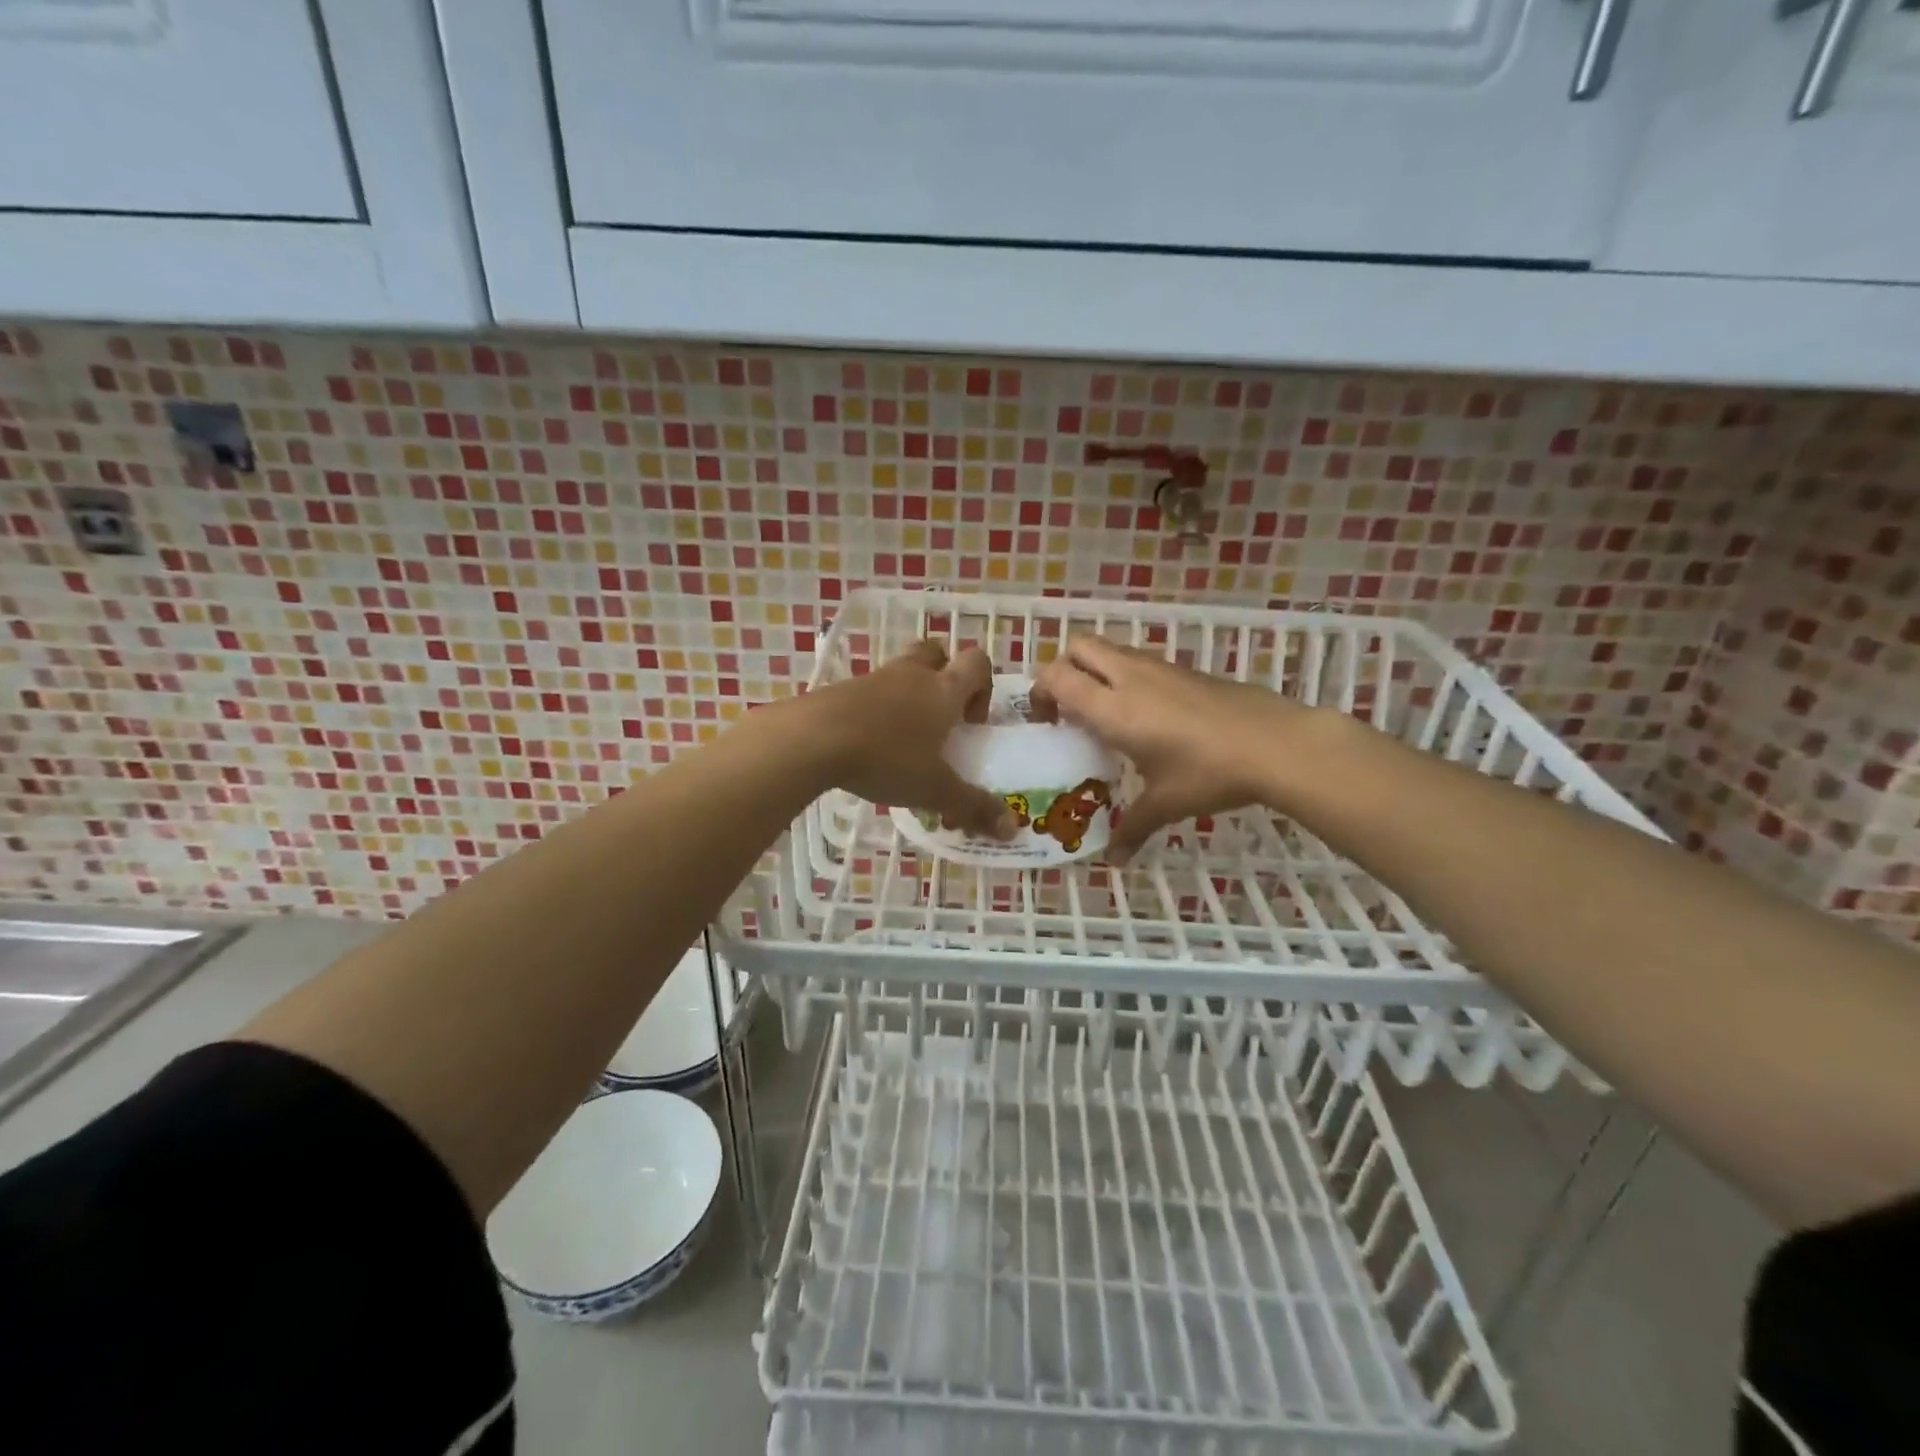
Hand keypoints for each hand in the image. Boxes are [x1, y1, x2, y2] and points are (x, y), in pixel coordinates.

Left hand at [805, 641, 1017, 839]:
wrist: (813, 739)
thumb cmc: (887, 758)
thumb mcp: (935, 789)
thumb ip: (973, 807)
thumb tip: (1012, 830)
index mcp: (943, 689)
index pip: (977, 662)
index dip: (983, 687)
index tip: (972, 722)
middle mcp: (912, 674)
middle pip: (937, 653)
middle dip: (944, 678)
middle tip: (941, 719)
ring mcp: (874, 678)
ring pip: (902, 671)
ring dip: (909, 695)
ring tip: (904, 738)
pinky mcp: (843, 690)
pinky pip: (870, 690)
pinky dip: (877, 710)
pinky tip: (869, 745)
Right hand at [1034, 635, 1311, 862]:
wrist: (1275, 744)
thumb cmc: (1208, 773)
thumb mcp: (1166, 804)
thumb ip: (1133, 828)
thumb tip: (1114, 861)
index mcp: (1112, 708)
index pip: (1056, 676)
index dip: (1040, 693)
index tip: (1048, 723)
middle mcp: (1129, 677)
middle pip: (1078, 647)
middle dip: (1064, 670)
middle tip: (1070, 709)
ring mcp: (1159, 668)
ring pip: (1111, 650)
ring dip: (1097, 671)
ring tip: (1107, 714)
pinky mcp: (1184, 669)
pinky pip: (1139, 661)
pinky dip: (1127, 677)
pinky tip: (1147, 716)